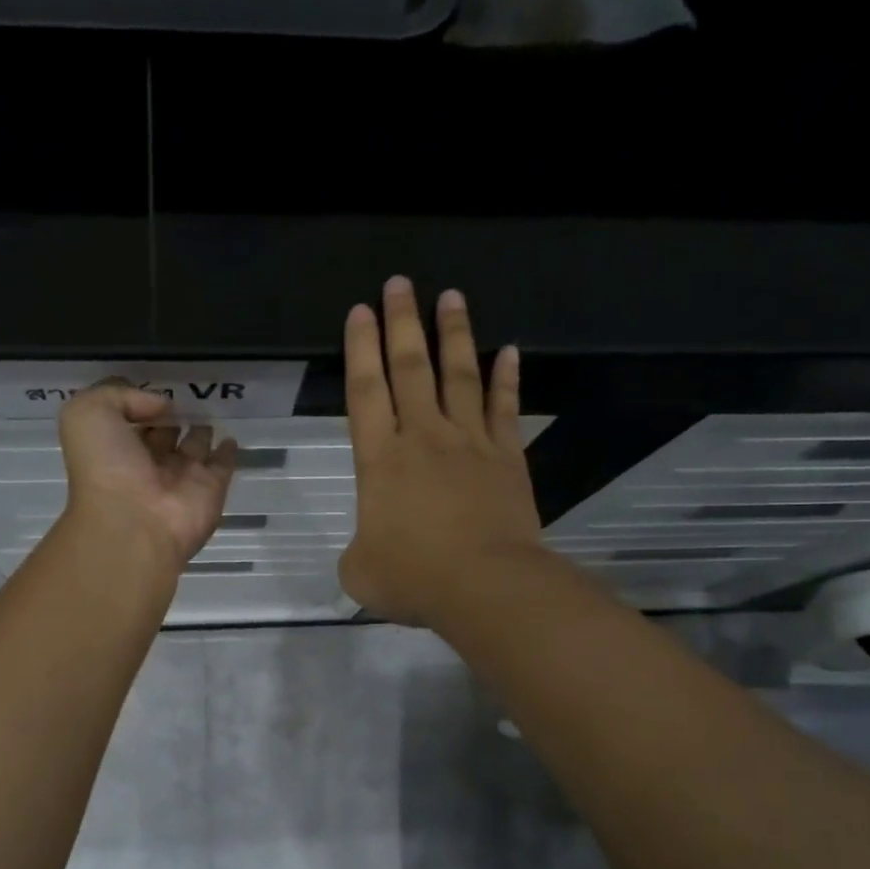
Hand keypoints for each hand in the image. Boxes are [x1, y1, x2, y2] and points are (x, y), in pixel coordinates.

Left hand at [58, 380, 237, 570]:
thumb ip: (119, 395)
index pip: (131, 420)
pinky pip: (222, 465)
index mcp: (116, 448)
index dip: (140, 403)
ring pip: (193, 448)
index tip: (156, 389)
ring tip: (210, 410)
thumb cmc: (105, 468)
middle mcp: (148, 463)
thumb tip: (162, 405)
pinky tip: (230, 438)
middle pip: (163, 434)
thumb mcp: (88, 414)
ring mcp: (181, 478)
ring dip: (200, 431)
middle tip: (187, 396)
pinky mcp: (211, 489)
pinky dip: (227, 452)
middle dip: (171, 417)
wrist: (133, 526)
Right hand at [340, 276, 546, 625]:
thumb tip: (370, 549)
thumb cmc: (414, 577)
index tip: (360, 310)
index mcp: (380, 460)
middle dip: (402, 323)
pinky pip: (506, 408)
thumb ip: (360, 550)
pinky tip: (510, 351)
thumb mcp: (360, 570)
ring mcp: (470, 443)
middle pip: (410, 368)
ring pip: (459, 376)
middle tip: (399, 283)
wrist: (485, 585)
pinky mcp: (507, 458)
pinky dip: (508, 378)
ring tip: (451, 296)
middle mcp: (423, 437)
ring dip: (454, 334)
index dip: (360, 348)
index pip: (365, 391)